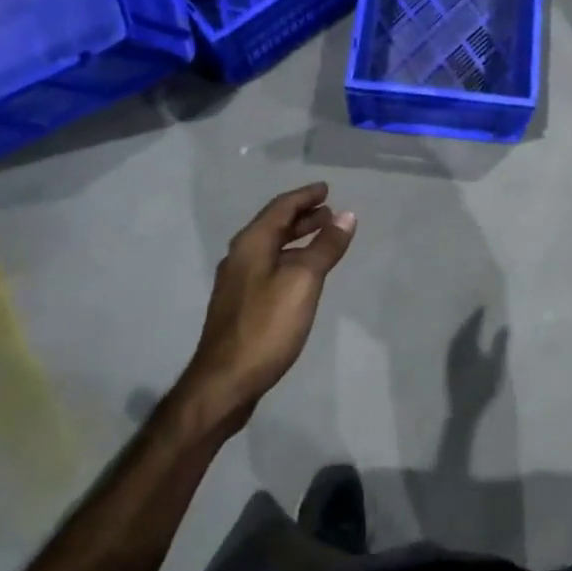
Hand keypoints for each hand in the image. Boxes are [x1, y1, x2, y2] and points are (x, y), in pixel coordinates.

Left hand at [179, 183, 356, 435]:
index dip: (305, 196)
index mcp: (251, 244)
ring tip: (322, 238)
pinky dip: (289, 259)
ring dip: (296, 238)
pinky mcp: (240, 305)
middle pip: (273, 226)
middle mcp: (240, 256)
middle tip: (329, 212)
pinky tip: (302, 275)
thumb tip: (346, 215)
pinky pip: (268, 267)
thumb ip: (325, 247)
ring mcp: (237, 282)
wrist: (225, 381)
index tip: (326, 189)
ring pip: (271, 248)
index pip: (281, 208)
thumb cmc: (266, 326)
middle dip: (302, 216)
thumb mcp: (304, 281)